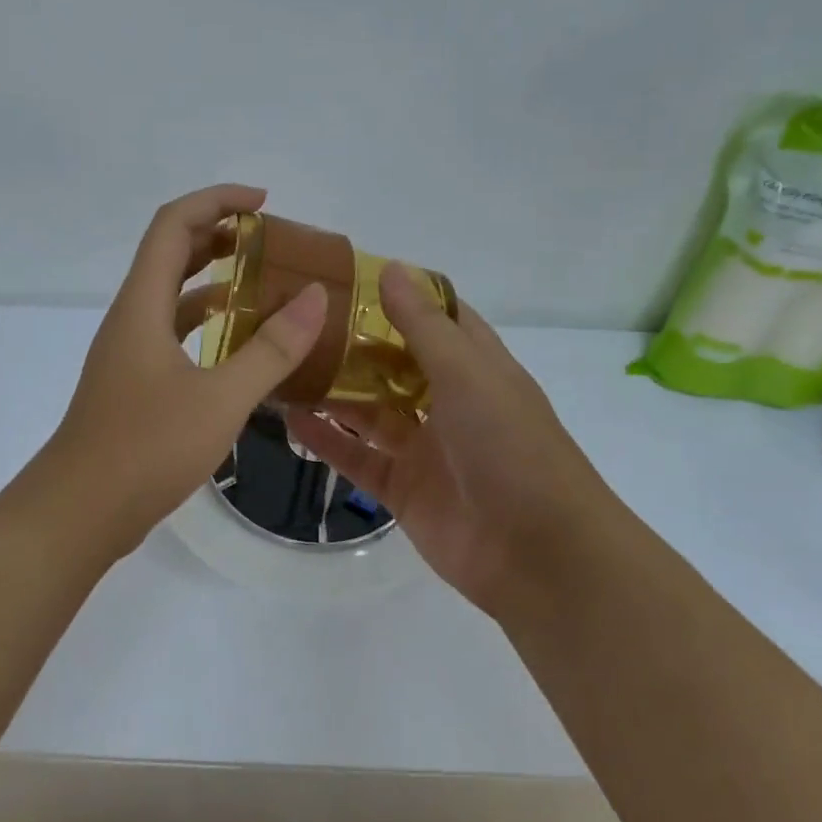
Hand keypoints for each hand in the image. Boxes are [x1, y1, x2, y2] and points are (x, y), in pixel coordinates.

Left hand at [48, 184, 327, 549]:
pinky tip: (240, 344)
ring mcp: (129, 353)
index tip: (264, 204)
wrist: (79, 512)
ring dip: (214, 280)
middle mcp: (130, 318)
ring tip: (265, 284)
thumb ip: (271, 349)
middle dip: (219, 234)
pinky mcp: (134, 384)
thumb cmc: (146, 449)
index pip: (173, 224)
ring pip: (172, 296)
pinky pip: (173, 334)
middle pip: (171, 253)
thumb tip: (315, 296)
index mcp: (141, 305)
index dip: (216, 200)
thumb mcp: (221, 398)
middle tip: (271, 242)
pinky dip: (206, 324)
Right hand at [286, 263, 613, 619]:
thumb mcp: (468, 373)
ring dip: (333, 391)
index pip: (436, 318)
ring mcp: (425, 448)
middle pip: (393, 363)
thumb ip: (423, 325)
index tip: (347, 276)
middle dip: (353, 343)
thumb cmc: (510, 446)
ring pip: (370, 410)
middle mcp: (449, 402)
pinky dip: (328, 440)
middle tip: (298, 319)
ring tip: (284, 364)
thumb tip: (389, 267)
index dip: (398, 296)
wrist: (537, 553)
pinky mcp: (402, 489)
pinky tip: (292, 419)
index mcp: (476, 367)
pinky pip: (358, 456)